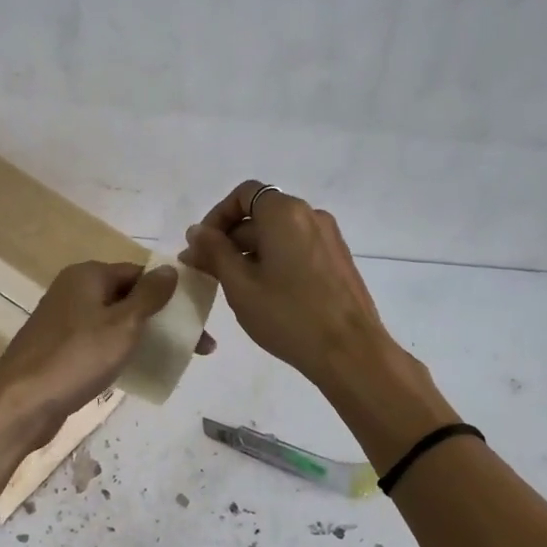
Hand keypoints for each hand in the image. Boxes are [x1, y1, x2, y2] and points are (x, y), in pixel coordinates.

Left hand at [0, 261, 209, 447]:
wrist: (22, 402)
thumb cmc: (77, 357)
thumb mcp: (123, 323)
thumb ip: (149, 295)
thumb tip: (170, 270)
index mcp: (87, 275)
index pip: (139, 273)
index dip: (170, 292)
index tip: (197, 317)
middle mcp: (73, 292)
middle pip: (128, 298)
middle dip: (163, 319)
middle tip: (198, 346)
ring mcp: (63, 322)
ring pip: (114, 323)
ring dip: (144, 337)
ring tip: (175, 359)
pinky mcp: (59, 351)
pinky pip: (99, 344)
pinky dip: (121, 352)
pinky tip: (138, 371)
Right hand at [179, 182, 394, 388]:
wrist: (349, 351)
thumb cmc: (288, 315)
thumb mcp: (240, 285)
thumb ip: (215, 252)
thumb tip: (197, 231)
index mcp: (285, 213)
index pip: (244, 194)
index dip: (217, 216)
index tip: (202, 248)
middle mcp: (310, 215)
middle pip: (261, 215)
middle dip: (230, 240)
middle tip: (207, 273)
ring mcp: (329, 238)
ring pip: (279, 235)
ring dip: (251, 253)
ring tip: (234, 288)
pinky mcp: (338, 260)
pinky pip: (297, 249)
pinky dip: (275, 261)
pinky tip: (265, 294)